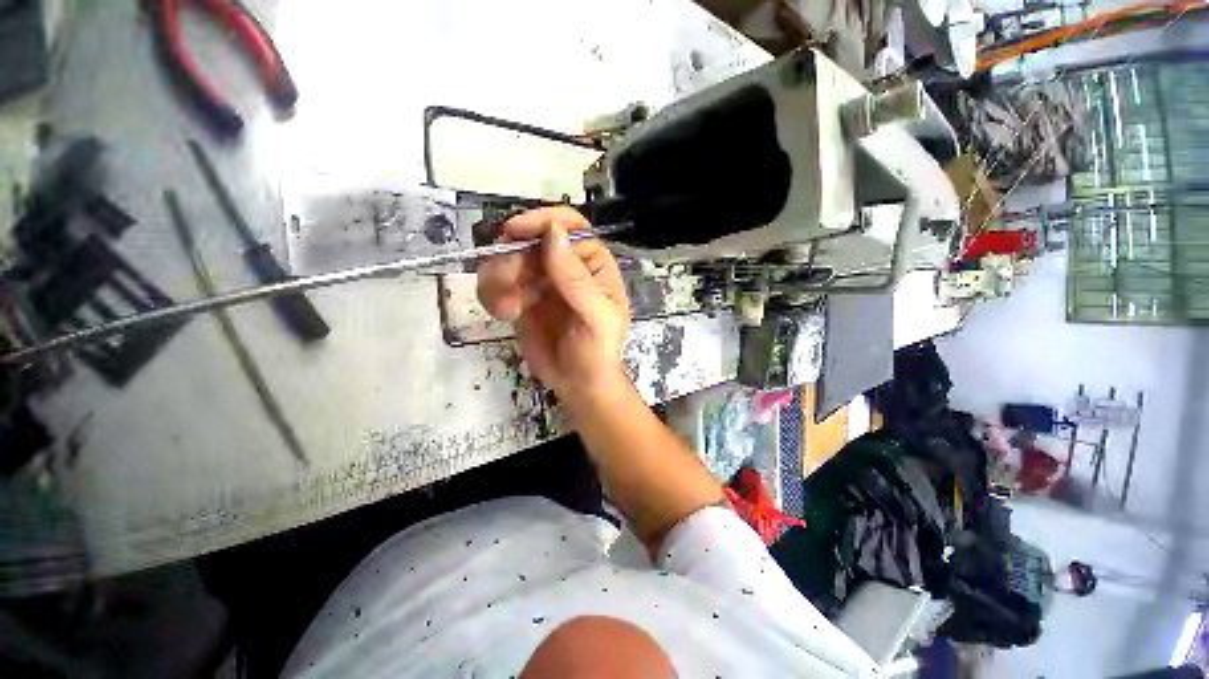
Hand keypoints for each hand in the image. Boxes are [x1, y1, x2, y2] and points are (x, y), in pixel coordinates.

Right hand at [477, 207, 630, 403]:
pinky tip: (503, 314)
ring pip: (506, 260)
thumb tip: (553, 233)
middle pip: (529, 241)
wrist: (578, 384)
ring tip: (507, 310)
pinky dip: (491, 295)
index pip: (567, 225)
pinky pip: (495, 283)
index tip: (512, 232)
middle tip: (508, 287)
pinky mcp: (520, 298)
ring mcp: (540, 281)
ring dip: (498, 280)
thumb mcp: (596, 317)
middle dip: (512, 261)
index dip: (541, 221)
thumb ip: (576, 278)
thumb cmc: (597, 352)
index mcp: (592, 263)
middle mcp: (565, 266)